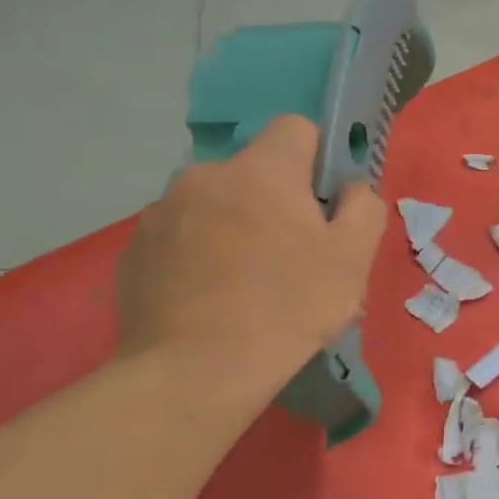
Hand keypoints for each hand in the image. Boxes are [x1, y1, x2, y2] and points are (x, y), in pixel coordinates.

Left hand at [118, 115, 387, 382]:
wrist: (196, 371)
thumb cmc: (289, 306)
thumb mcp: (354, 257)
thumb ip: (364, 207)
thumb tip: (350, 189)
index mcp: (262, 171)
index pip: (296, 127)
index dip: (318, 158)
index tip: (323, 202)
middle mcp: (205, 176)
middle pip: (255, 170)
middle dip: (275, 199)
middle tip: (292, 253)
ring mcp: (161, 212)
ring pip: (216, 202)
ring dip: (235, 224)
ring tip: (247, 281)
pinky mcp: (134, 249)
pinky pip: (182, 234)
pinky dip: (200, 252)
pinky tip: (212, 296)